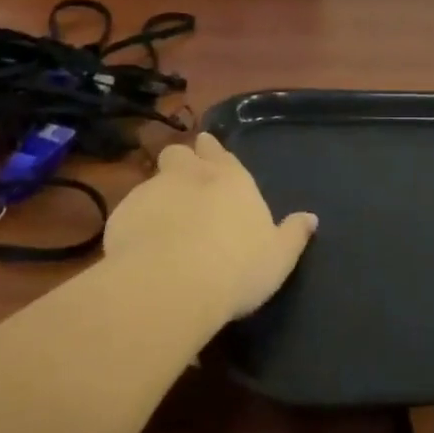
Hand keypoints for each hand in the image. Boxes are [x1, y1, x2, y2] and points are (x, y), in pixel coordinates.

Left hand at [103, 133, 317, 320]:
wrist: (171, 284)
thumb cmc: (236, 268)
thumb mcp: (278, 257)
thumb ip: (293, 235)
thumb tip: (311, 218)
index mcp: (232, 179)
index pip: (220, 152)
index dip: (213, 150)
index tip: (208, 148)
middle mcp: (192, 175)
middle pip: (180, 153)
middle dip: (181, 161)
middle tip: (183, 181)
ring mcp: (153, 191)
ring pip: (152, 179)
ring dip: (157, 193)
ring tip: (159, 217)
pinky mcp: (122, 214)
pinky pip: (128, 211)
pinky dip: (134, 222)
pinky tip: (138, 246)